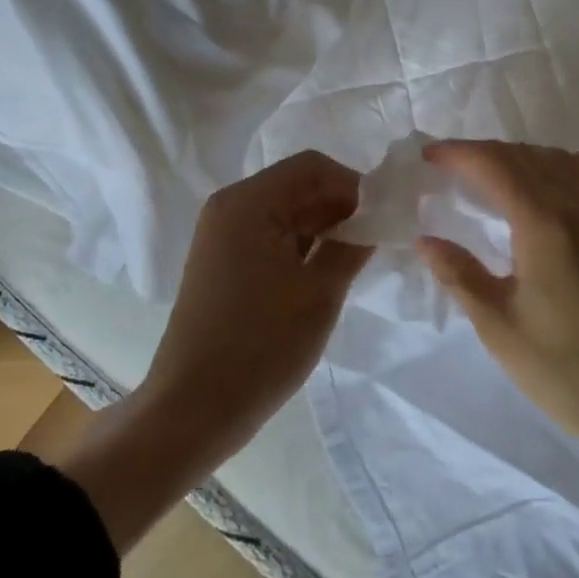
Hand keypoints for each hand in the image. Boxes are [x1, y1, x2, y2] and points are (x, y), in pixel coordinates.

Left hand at [147, 149, 372, 451]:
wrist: (193, 410)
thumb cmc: (261, 346)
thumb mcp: (320, 292)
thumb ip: (355, 244)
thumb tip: (379, 217)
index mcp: (249, 203)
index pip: (314, 167)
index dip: (355, 185)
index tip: (385, 218)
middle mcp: (230, 207)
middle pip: (298, 185)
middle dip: (341, 206)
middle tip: (377, 240)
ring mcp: (221, 235)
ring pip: (286, 211)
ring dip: (323, 227)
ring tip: (357, 258)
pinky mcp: (221, 261)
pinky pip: (270, 234)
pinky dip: (301, 244)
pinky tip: (325, 271)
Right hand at [419, 141, 578, 541]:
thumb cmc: (561, 368)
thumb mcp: (497, 325)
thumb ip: (459, 274)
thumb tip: (424, 240)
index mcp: (544, 223)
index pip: (496, 166)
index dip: (459, 154)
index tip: (428, 156)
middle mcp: (578, 206)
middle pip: (525, 157)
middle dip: (483, 153)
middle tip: (448, 166)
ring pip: (560, 161)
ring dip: (520, 157)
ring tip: (490, 173)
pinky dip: (575, 165)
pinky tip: (560, 176)